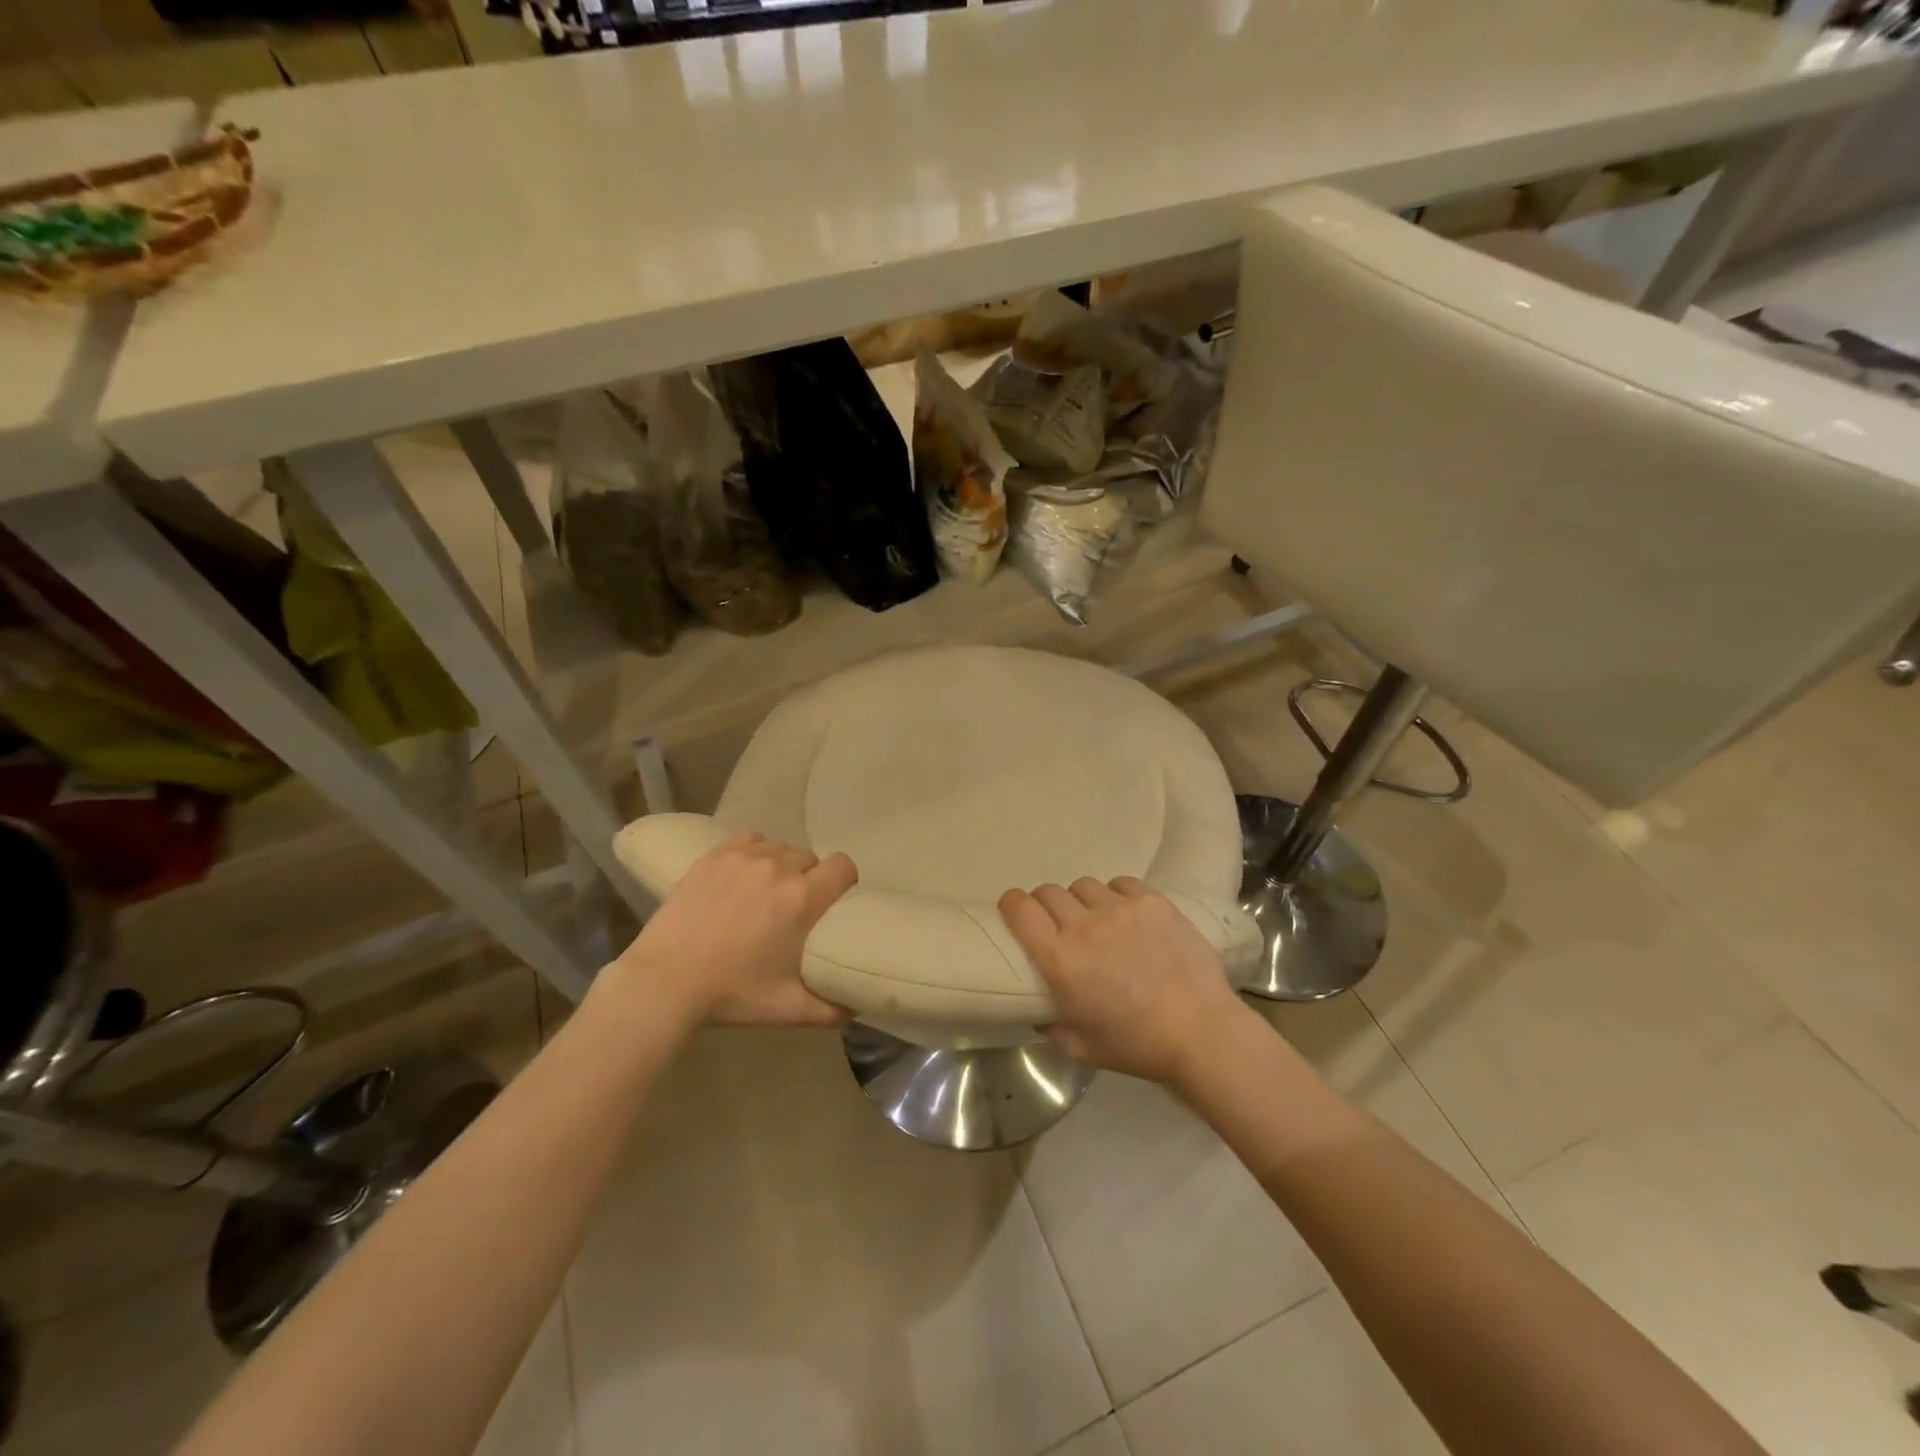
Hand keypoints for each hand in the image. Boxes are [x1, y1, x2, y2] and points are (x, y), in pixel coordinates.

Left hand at [606, 831, 857, 1027]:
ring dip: (782, 866)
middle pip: (811, 858)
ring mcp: (742, 857)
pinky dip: (755, 852)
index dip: (844, 882)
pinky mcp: (713, 856)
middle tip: (795, 908)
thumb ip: (832, 1009)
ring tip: (766, 892)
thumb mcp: (789, 1009)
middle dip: (810, 879)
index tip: (834, 902)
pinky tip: (745, 875)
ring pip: (780, 848)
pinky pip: (750, 840)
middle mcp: (777, 867)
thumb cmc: (731, 994)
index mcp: (802, 898)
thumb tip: (858, 1005)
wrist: (664, 983)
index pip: (843, 866)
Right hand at [998, 876, 1251, 1084]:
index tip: (1015, 912)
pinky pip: (1121, 883)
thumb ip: (1048, 1024)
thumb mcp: (1079, 1047)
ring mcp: (1120, 909)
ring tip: (1098, 920)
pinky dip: (1116, 895)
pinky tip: (1128, 915)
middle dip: (1045, 905)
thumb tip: (1036, 1008)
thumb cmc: (1136, 1046)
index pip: (1019, 909)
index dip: (1011, 904)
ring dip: (1082, 901)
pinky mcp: (1152, 902)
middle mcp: (1084, 926)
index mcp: (1060, 960)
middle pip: (1049, 892)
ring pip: (1084, 885)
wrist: (1200, 1032)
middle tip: (1059, 925)